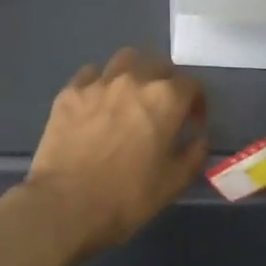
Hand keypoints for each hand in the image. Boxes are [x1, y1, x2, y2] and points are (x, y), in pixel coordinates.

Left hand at [23, 48, 207, 255]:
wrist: (66, 205)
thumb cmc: (127, 197)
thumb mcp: (174, 182)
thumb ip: (194, 153)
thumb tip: (198, 136)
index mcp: (165, 99)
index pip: (191, 85)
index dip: (196, 103)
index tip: (191, 123)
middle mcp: (133, 80)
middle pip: (157, 64)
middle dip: (166, 82)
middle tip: (162, 107)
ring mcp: (97, 83)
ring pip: (123, 60)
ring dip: (134, 74)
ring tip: (129, 97)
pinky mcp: (68, 93)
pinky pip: (89, 75)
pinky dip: (100, 83)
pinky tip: (97, 104)